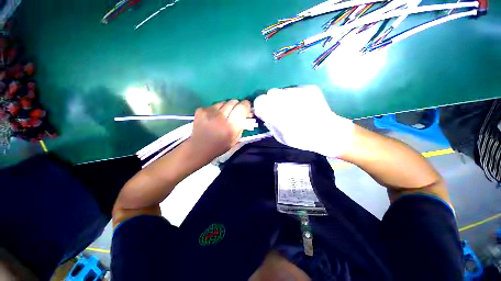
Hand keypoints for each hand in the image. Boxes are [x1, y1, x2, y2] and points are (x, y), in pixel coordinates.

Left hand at [189, 99, 251, 159]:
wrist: (200, 147)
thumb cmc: (221, 145)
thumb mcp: (236, 139)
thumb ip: (242, 125)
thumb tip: (247, 113)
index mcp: (230, 127)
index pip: (242, 107)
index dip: (246, 105)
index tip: (246, 108)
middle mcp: (220, 117)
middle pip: (233, 102)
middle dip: (237, 105)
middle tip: (235, 112)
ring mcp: (209, 112)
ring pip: (224, 102)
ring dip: (226, 107)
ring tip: (224, 115)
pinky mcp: (201, 109)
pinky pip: (214, 104)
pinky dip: (217, 109)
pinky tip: (214, 117)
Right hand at [254, 85, 353, 157]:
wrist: (328, 133)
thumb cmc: (302, 139)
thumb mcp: (281, 136)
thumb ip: (269, 123)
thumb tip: (264, 114)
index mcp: (279, 115)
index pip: (260, 101)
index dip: (260, 105)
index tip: (263, 111)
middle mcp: (288, 100)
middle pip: (270, 92)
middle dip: (271, 101)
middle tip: (277, 109)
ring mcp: (300, 92)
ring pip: (282, 90)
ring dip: (282, 98)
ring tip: (291, 108)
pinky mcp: (310, 88)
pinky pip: (294, 89)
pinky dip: (293, 96)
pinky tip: (301, 105)